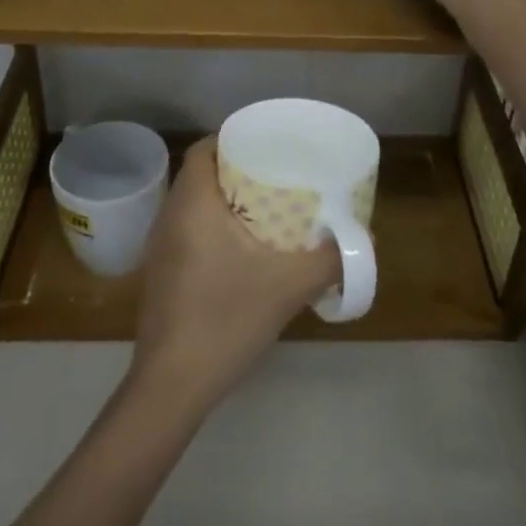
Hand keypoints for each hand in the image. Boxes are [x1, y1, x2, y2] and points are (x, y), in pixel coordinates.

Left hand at [130, 138, 337, 413]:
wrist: (172, 385)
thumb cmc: (226, 320)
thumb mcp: (289, 286)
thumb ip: (331, 259)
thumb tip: (366, 240)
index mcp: (192, 204)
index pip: (204, 149)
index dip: (233, 139)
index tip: (268, 146)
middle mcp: (168, 216)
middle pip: (200, 174)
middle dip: (236, 169)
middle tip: (277, 175)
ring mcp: (159, 247)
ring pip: (193, 204)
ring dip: (225, 200)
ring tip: (266, 207)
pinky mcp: (160, 274)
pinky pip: (188, 230)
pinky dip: (214, 226)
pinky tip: (243, 249)